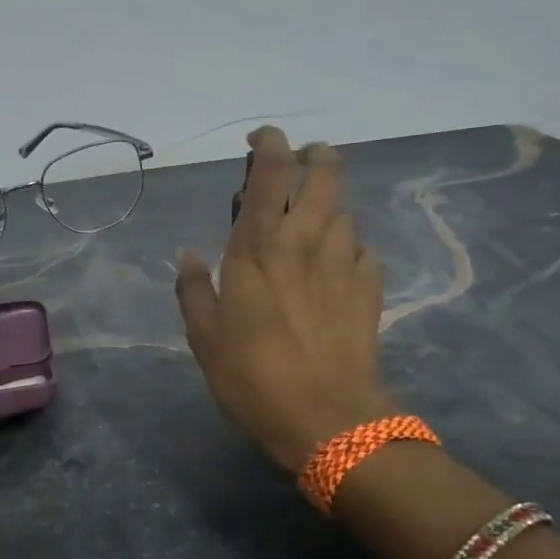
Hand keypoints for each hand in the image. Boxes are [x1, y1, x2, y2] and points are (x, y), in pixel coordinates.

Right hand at [175, 127, 393, 473]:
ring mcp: (343, 264)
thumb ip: (193, 289)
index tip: (262, 138)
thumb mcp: (204, 338)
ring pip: (346, 212)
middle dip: (316, 155)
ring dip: (330, 208)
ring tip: (314, 226)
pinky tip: (338, 267)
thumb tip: (188, 255)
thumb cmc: (252, 377)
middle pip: (325, 174)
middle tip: (302, 162)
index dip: (270, 143)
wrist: (326, 420)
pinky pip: (364, 251)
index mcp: (258, 247)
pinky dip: (350, 248)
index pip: (270, 173)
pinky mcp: (370, 290)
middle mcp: (305, 242)